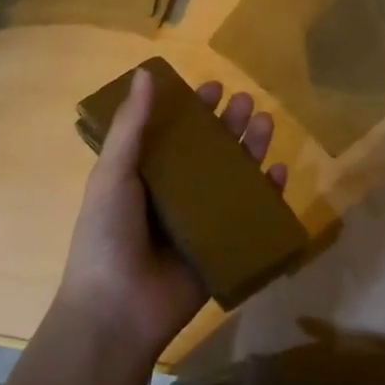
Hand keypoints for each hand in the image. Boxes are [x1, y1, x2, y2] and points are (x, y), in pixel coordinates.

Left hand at [54, 69, 287, 363]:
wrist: (117, 311)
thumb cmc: (107, 235)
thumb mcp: (113, 174)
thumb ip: (131, 126)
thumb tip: (145, 73)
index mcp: (145, 175)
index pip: (175, 133)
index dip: (193, 110)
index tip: (213, 88)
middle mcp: (175, 194)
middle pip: (210, 151)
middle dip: (228, 125)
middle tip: (245, 101)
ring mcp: (201, 221)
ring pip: (233, 177)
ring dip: (250, 149)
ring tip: (265, 122)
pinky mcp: (223, 247)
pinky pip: (251, 216)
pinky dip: (266, 194)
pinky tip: (277, 171)